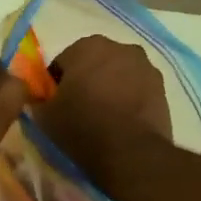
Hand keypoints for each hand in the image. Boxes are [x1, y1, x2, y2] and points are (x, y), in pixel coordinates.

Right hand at [34, 35, 170, 174]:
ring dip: (109, 87)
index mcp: (87, 46)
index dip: (55, 85)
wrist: (131, 154)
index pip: (62, 63)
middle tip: (78, 109)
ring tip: (103, 117)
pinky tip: (122, 121)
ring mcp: (145, 66)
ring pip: (117, 74)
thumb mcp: (45, 116)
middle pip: (93, 63)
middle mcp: (119, 47)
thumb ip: (37, 99)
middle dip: (86, 80)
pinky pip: (136, 88)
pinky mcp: (162, 87)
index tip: (56, 105)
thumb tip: (37, 98)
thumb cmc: (82, 127)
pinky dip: (128, 98)